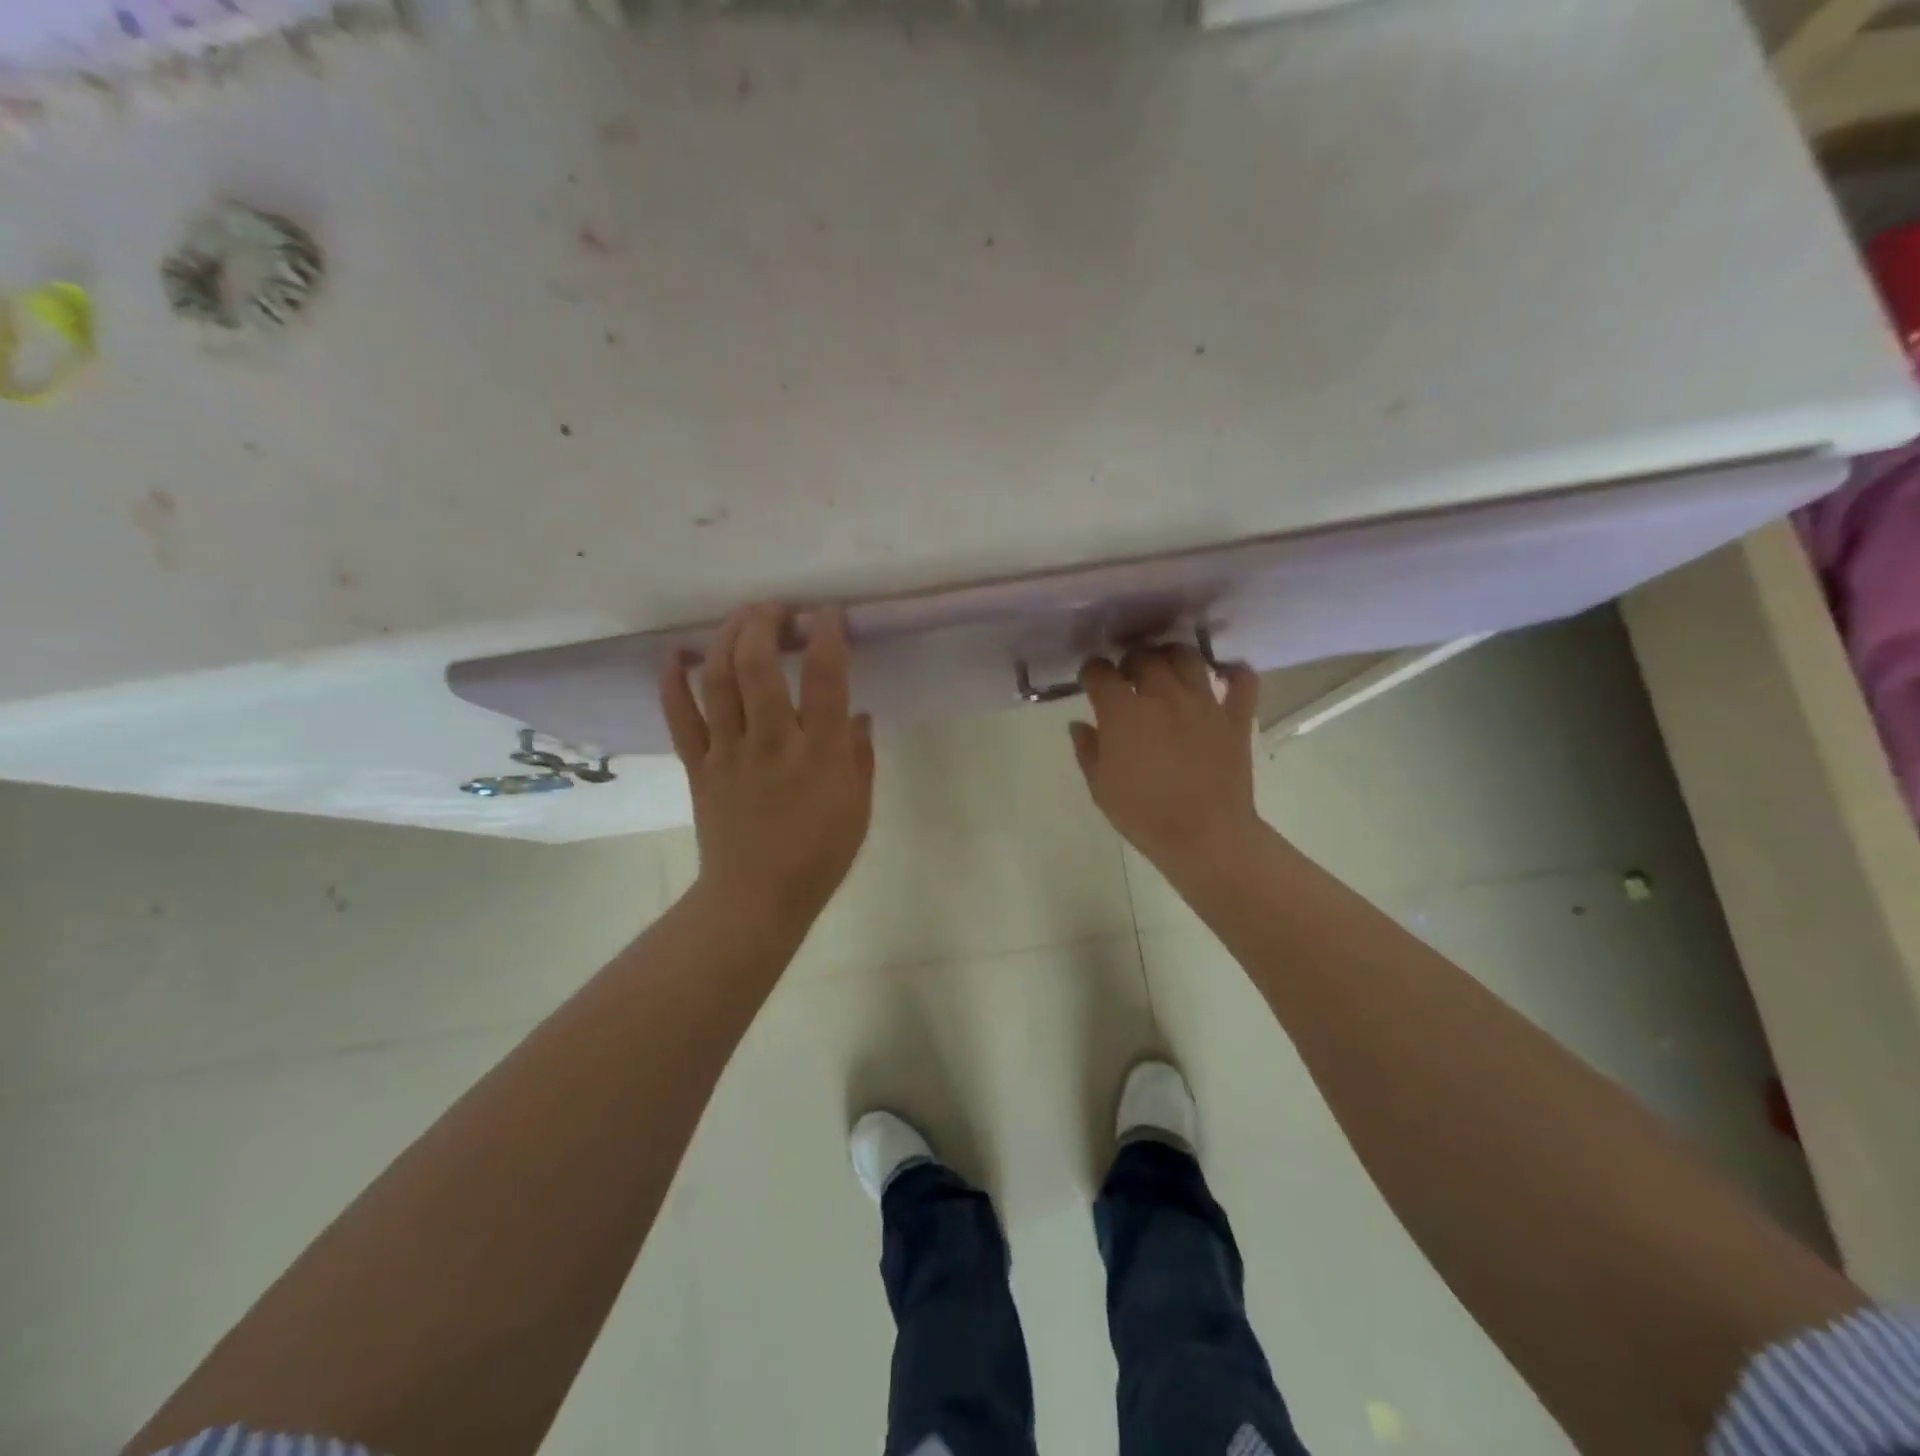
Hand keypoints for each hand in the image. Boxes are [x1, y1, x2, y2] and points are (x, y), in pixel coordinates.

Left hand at [662, 603, 874, 932]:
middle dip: (765, 621)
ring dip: (727, 637)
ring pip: (718, 679)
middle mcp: (772, 742)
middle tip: (778, 609)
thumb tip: (860, 716)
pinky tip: (678, 654)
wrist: (757, 898)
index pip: (824, 677)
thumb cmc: (819, 856)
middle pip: (758, 664)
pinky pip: (679, 717)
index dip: (827, 634)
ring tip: (741, 618)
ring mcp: (729, 751)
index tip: (829, 613)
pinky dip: (673, 681)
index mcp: (820, 754)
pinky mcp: (699, 766)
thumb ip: (861, 757)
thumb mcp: (859, 808)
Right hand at [1069, 645, 1262, 872]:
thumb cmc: (1143, 814)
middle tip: (1127, 675)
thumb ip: (1087, 750)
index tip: (1090, 680)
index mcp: (1123, 712)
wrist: (1204, 836)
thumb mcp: (1100, 788)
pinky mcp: (1235, 718)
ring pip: (1188, 658)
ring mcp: (1203, 703)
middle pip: (1144, 658)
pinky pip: (1242, 682)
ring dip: (1173, 656)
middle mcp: (1162, 696)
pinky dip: (1235, 672)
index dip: (1091, 672)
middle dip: (1130, 660)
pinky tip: (1225, 673)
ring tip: (1167, 667)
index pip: (1100, 673)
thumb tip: (1079, 725)